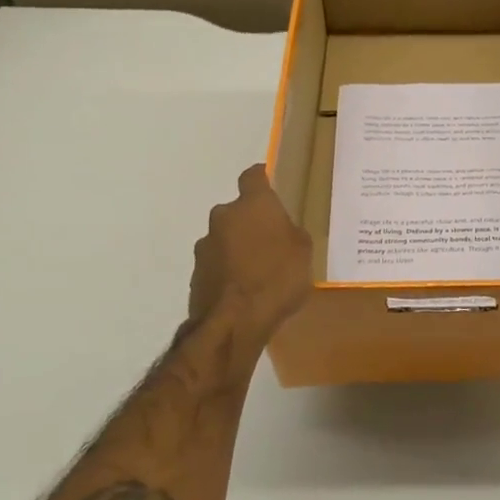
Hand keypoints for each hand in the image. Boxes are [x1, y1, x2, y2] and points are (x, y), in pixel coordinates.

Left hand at [187, 165, 313, 353]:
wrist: (233, 322)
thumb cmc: (276, 278)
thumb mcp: (303, 253)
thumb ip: (292, 234)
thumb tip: (283, 231)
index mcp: (254, 205)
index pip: (253, 176)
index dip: (261, 178)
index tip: (270, 183)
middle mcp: (224, 216)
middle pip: (237, 210)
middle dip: (250, 221)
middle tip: (270, 240)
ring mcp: (205, 245)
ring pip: (225, 237)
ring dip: (236, 246)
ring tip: (256, 271)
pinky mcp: (196, 272)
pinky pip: (216, 263)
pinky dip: (227, 270)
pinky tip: (242, 289)